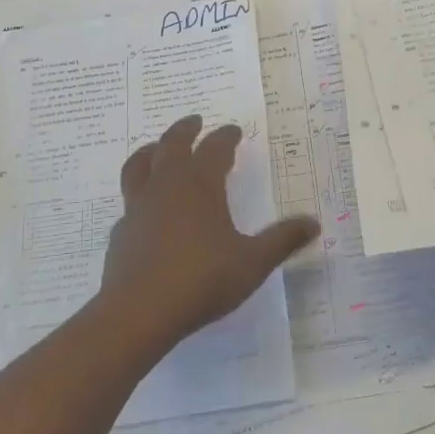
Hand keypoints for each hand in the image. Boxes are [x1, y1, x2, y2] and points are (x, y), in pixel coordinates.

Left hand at [98, 115, 319, 354]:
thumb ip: (282, 240)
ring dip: (151, 151)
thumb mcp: (253, 262)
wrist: (138, 312)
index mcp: (200, 185)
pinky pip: (129, 202)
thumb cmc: (202, 279)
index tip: (234, 131)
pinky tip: (144, 208)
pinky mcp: (120, 232)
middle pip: (172, 145)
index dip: (226, 137)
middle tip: (195, 121)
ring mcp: (138, 207)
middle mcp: (166, 186)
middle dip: (185, 130)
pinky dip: (138, 194)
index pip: (214, 148)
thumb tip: (314, 223)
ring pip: (140, 166)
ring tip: (156, 148)